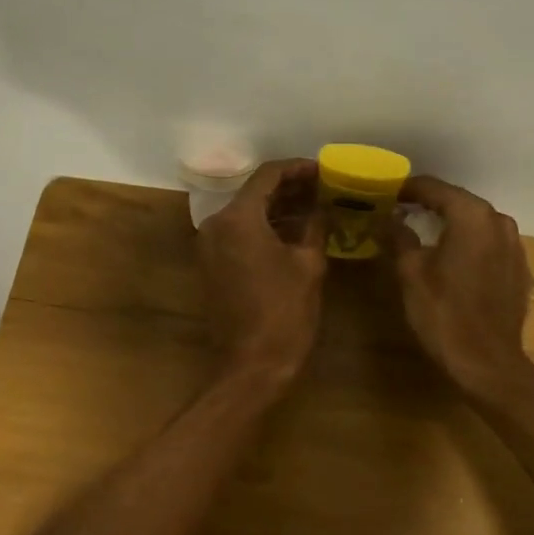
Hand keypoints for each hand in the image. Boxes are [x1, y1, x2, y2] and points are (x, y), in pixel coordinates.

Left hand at [197, 159, 328, 380]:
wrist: (251, 366)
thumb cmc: (284, 313)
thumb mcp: (309, 264)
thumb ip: (315, 226)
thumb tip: (323, 208)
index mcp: (238, 218)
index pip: (268, 176)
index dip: (298, 169)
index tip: (323, 170)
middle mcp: (216, 225)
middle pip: (255, 192)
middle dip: (290, 188)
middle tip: (323, 187)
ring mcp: (210, 246)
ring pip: (247, 213)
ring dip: (278, 208)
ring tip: (315, 206)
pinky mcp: (212, 265)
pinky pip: (239, 233)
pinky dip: (265, 227)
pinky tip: (294, 231)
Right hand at [382, 177, 533, 399]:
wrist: (488, 364)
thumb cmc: (444, 314)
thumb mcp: (411, 273)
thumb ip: (399, 237)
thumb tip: (389, 219)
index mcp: (472, 216)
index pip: (435, 188)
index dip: (408, 189)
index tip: (386, 193)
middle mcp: (499, 222)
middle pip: (458, 202)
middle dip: (429, 204)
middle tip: (400, 210)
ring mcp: (514, 245)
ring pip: (476, 223)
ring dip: (451, 223)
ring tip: (423, 232)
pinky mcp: (520, 268)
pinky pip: (489, 244)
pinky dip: (469, 243)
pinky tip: (452, 258)